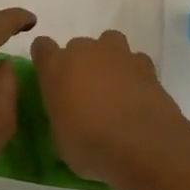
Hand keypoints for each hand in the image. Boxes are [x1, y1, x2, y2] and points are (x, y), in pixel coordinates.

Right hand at [31, 31, 189, 185]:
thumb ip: (60, 115)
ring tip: (113, 86)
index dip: (46, 61)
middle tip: (85, 92)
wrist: (142, 147)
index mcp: (56, 67)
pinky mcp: (147, 66)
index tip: (51, 78)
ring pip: (109, 43)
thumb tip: (66, 116)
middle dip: (80, 64)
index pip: (42, 47)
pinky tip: (137, 94)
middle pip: (77, 46)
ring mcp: (118, 55)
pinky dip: (135, 73)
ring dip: (108, 59)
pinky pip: (136, 61)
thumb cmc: (89, 145)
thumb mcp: (59, 137)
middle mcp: (85, 51)